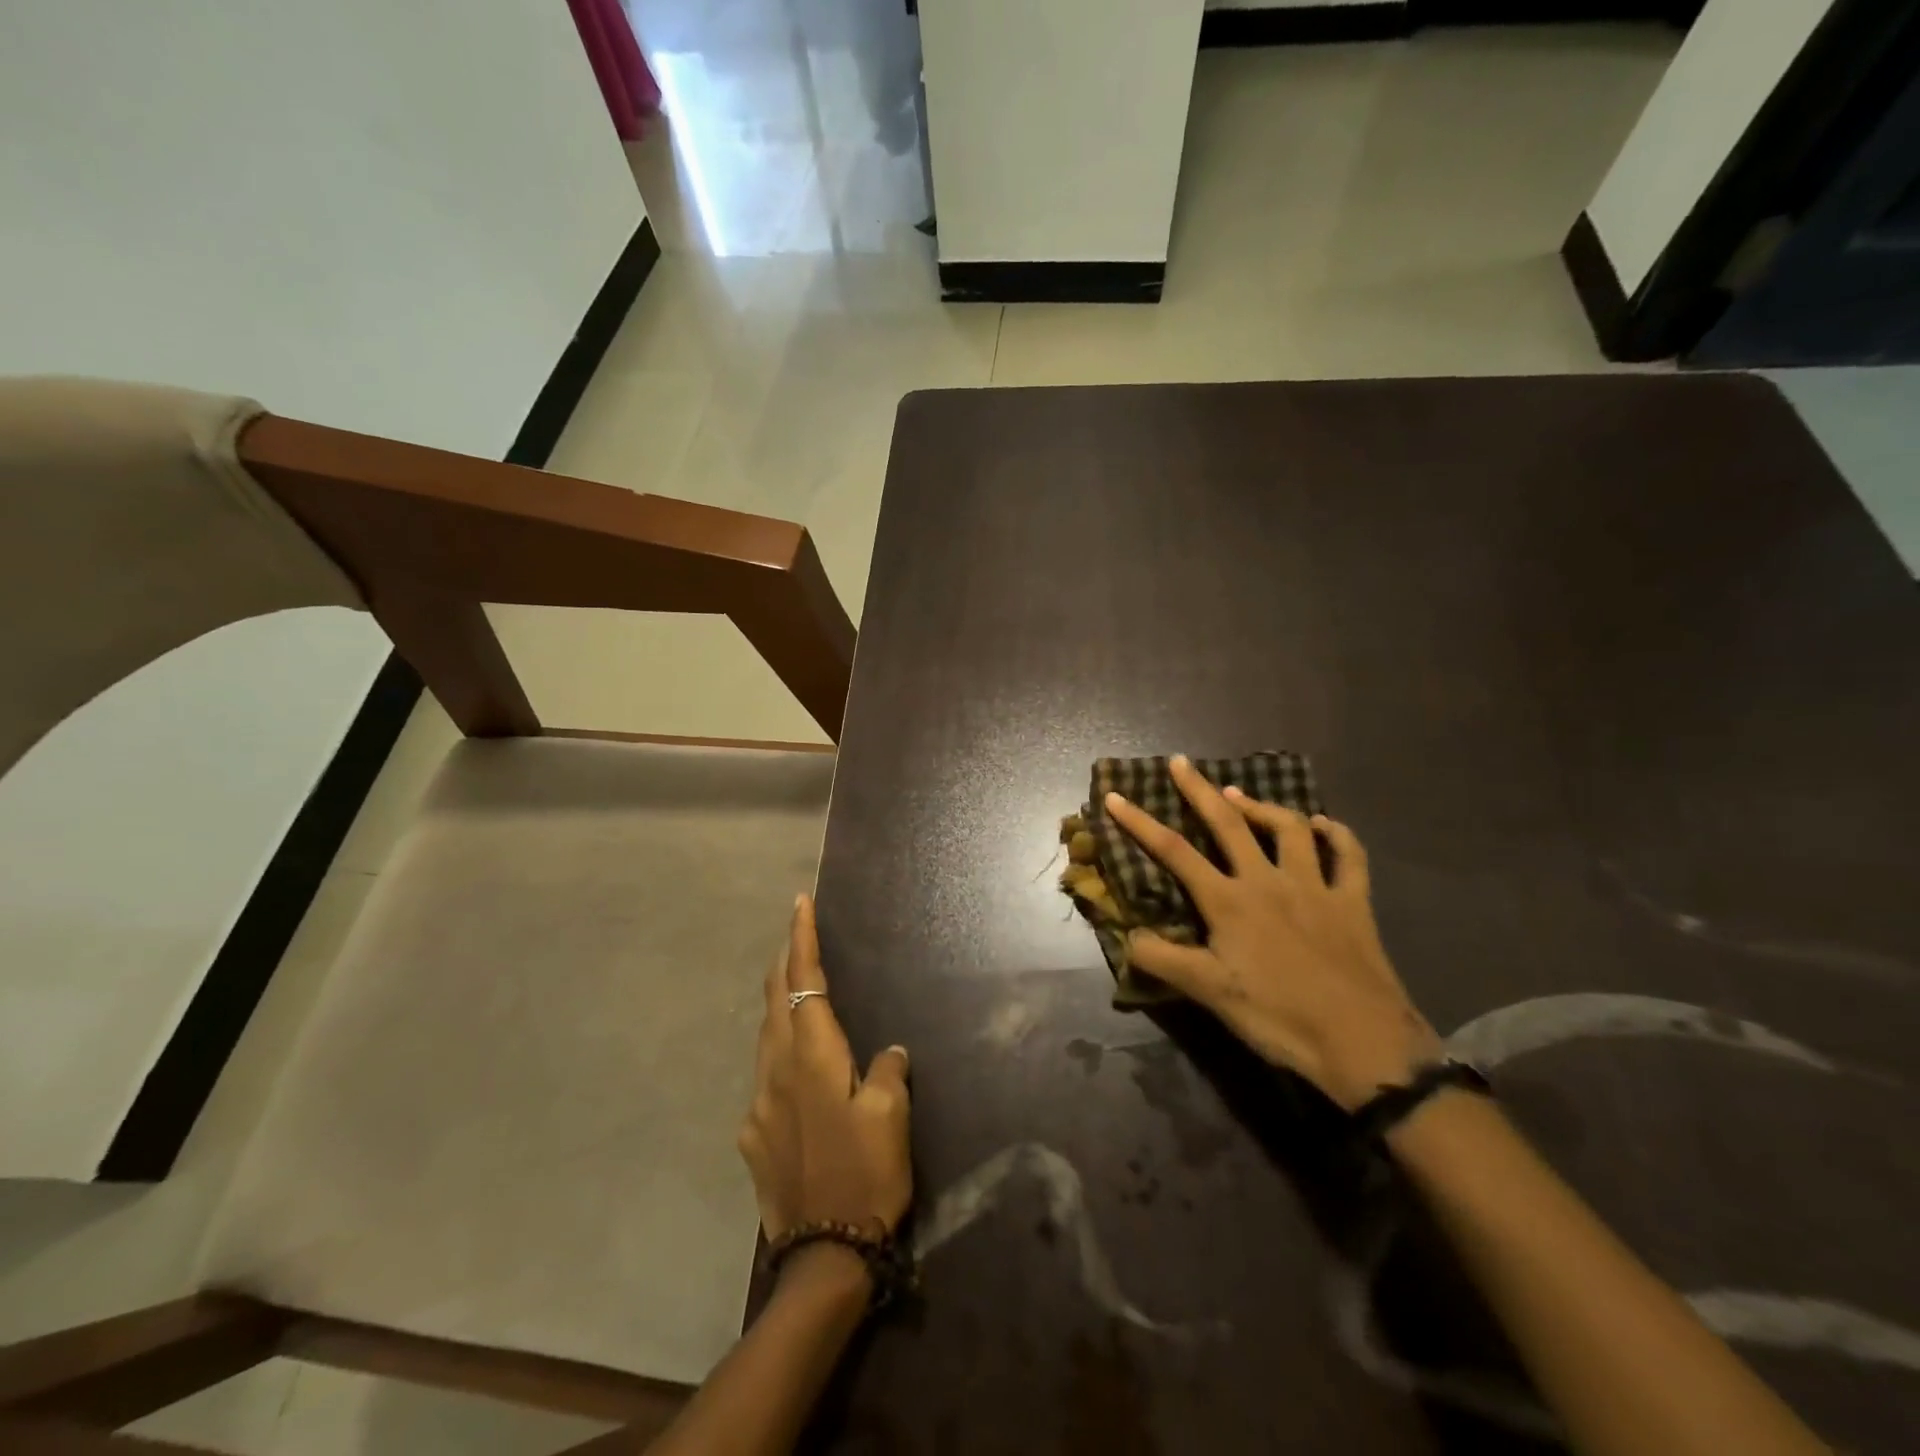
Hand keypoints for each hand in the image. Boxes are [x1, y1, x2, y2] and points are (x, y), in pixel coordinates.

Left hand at [738, 894, 912, 1247]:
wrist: (823, 1256)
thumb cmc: (866, 1176)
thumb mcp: (892, 1119)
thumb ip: (889, 1073)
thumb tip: (890, 1052)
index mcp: (813, 1057)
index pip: (804, 980)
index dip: (802, 938)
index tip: (799, 903)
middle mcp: (776, 1070)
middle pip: (775, 999)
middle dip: (784, 960)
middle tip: (796, 933)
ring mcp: (758, 1104)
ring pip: (765, 1035)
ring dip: (779, 1002)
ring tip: (795, 986)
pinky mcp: (751, 1135)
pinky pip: (764, 1077)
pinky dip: (778, 1053)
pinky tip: (795, 1071)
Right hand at [1105, 756, 1440, 1109]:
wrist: (1362, 1043)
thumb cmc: (1279, 1017)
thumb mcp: (1209, 993)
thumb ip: (1162, 960)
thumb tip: (1127, 937)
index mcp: (1230, 902)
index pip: (1174, 852)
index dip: (1140, 822)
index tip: (1115, 796)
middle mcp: (1268, 881)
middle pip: (1228, 823)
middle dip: (1200, 790)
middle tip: (1181, 763)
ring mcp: (1315, 887)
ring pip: (1288, 829)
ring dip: (1260, 806)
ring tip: (1239, 793)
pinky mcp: (1353, 902)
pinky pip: (1349, 857)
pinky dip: (1337, 835)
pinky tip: (1323, 824)